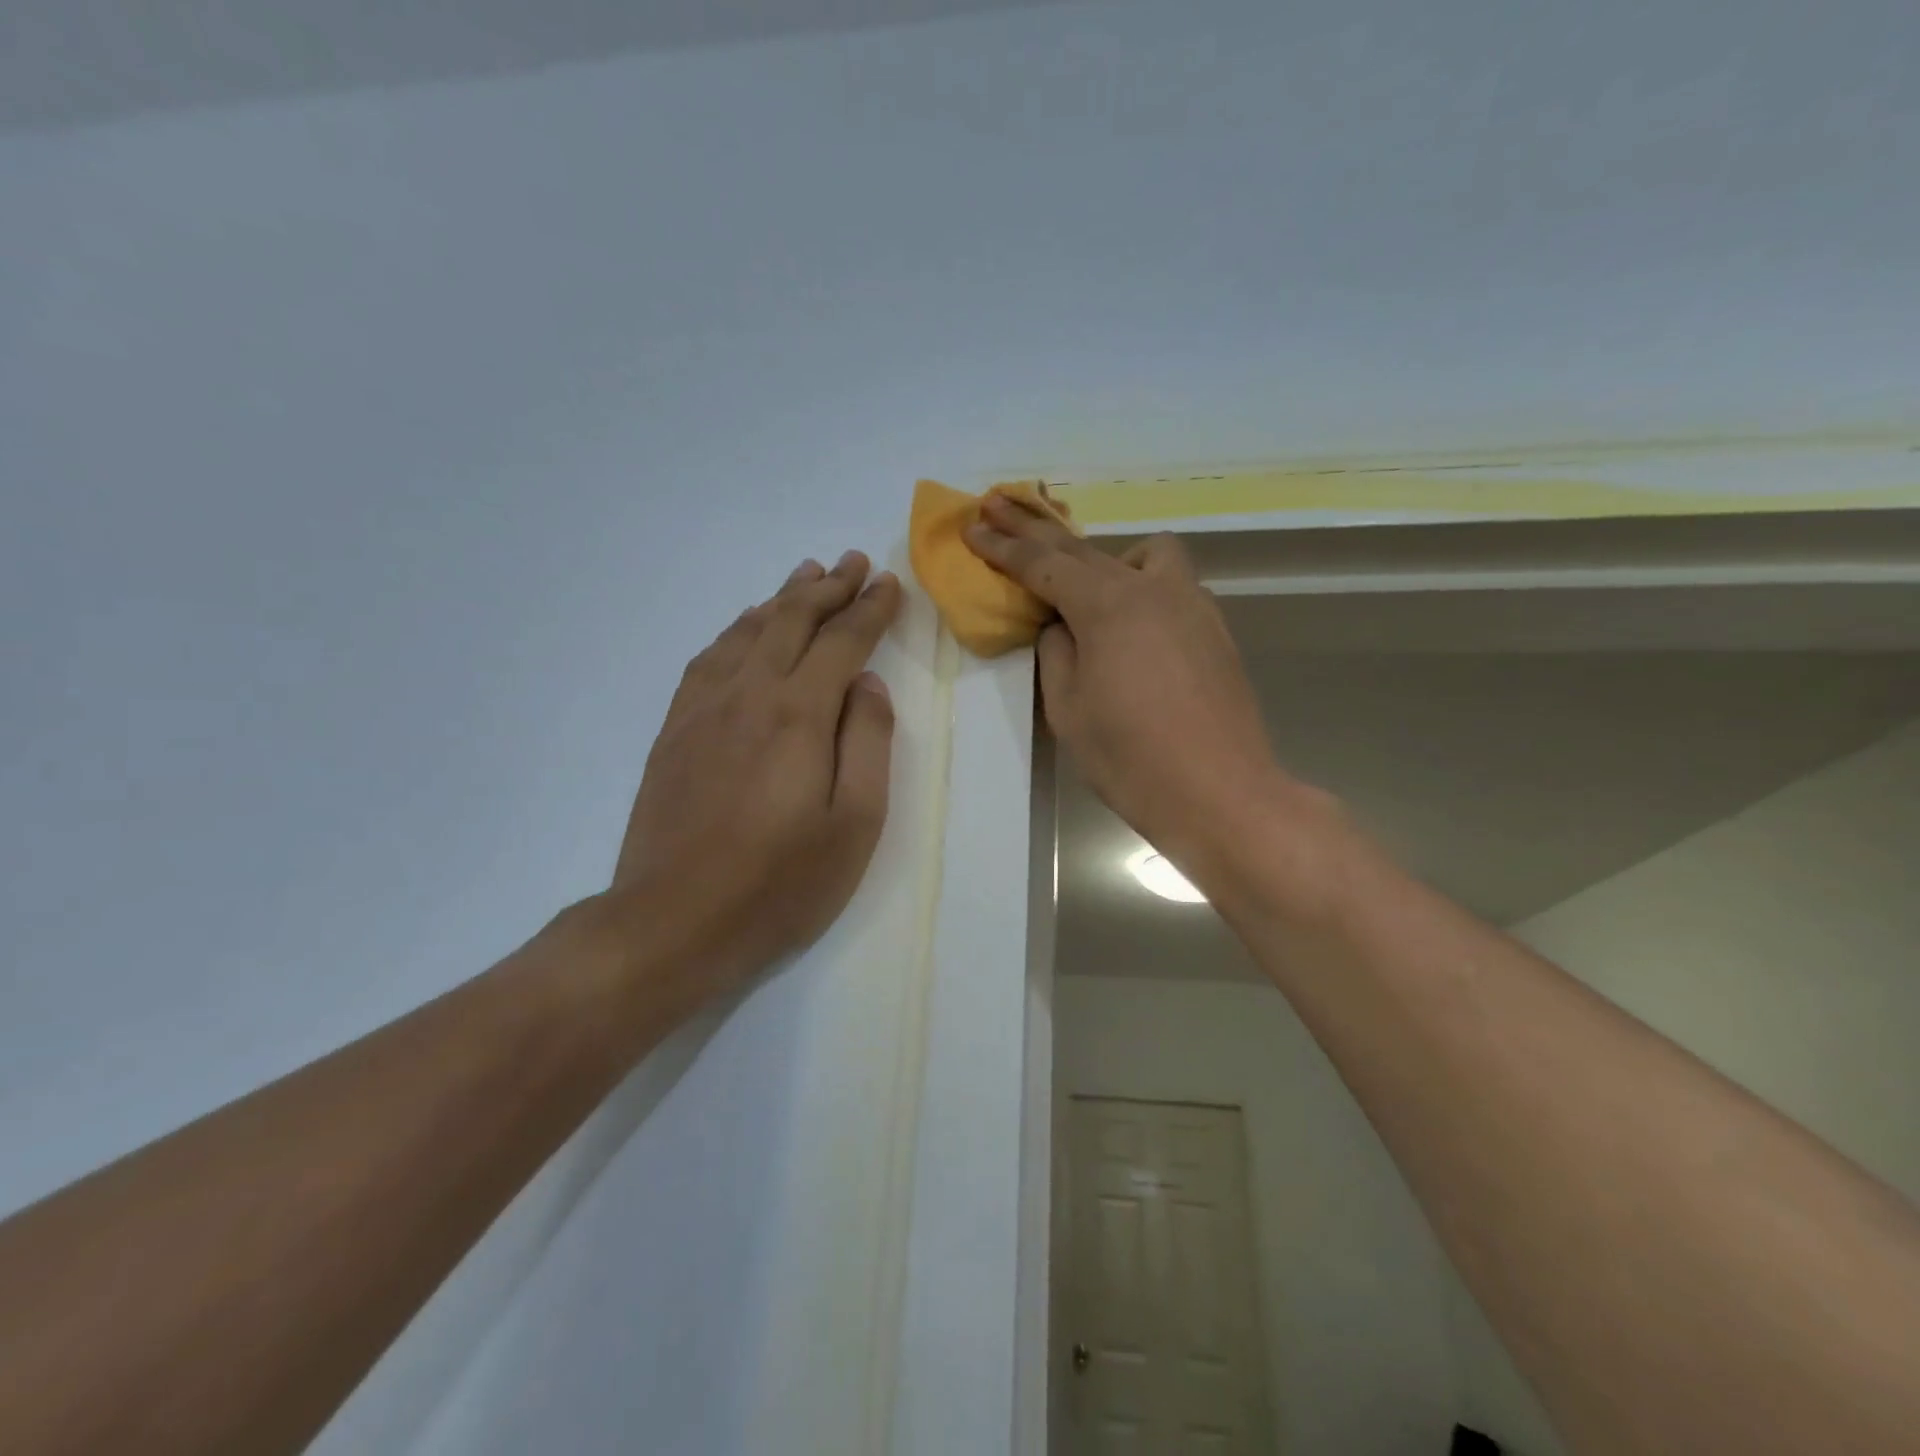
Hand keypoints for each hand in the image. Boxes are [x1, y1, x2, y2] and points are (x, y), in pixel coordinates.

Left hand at [604, 551, 902, 1010]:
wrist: (672, 923)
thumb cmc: (780, 883)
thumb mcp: (855, 823)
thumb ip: (867, 742)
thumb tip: (866, 684)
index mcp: (798, 714)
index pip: (842, 641)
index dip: (869, 609)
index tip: (889, 583)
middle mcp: (748, 694)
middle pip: (792, 622)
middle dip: (829, 587)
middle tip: (855, 562)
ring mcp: (703, 709)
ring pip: (747, 632)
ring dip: (782, 600)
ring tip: (806, 575)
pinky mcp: (675, 731)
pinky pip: (709, 659)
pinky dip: (737, 631)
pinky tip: (746, 628)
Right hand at [965, 497, 1286, 875]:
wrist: (1221, 793)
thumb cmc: (1131, 758)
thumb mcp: (1068, 709)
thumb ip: (1057, 654)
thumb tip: (1063, 627)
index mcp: (1108, 605)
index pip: (1043, 564)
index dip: (1003, 546)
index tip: (972, 526)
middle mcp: (1152, 588)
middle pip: (1084, 547)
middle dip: (1036, 527)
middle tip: (999, 504)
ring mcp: (1192, 604)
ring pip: (1144, 555)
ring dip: (1104, 558)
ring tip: (1083, 589)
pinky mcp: (1214, 629)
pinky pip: (1169, 586)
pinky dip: (1139, 587)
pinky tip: (1131, 626)